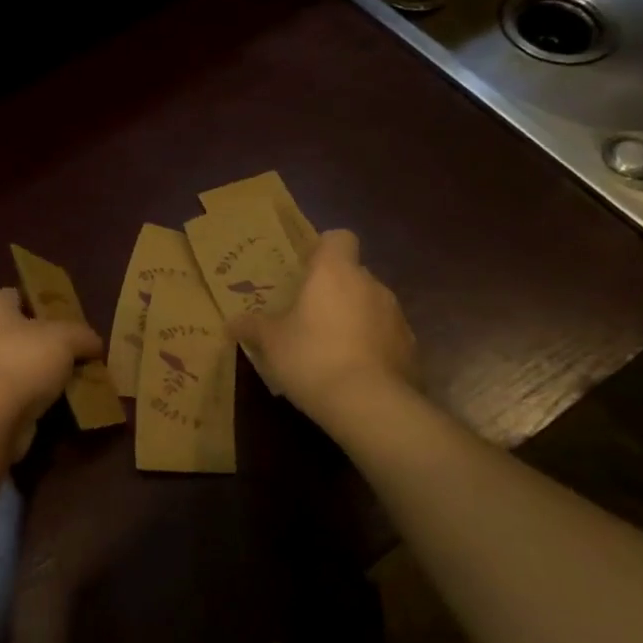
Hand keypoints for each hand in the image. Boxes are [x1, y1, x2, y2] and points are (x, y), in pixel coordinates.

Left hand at [0, 289, 102, 454]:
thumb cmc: (25, 361)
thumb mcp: (67, 338)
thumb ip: (84, 335)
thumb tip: (93, 344)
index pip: (19, 295)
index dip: (45, 301)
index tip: (70, 316)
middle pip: (23, 331)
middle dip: (50, 340)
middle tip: (78, 349)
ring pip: (22, 362)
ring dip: (46, 370)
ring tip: (77, 376)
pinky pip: (19, 389)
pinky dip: (38, 394)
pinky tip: (62, 400)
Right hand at [231, 230, 418, 414]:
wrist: (370, 404)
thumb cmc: (312, 357)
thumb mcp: (271, 342)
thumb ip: (253, 327)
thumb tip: (231, 323)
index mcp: (335, 272)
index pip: (339, 238)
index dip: (324, 250)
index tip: (307, 270)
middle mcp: (370, 284)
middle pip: (353, 275)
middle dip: (334, 291)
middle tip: (308, 317)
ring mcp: (396, 316)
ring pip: (370, 306)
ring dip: (353, 319)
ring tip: (330, 350)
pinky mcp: (410, 348)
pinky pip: (385, 336)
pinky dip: (371, 347)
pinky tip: (353, 372)